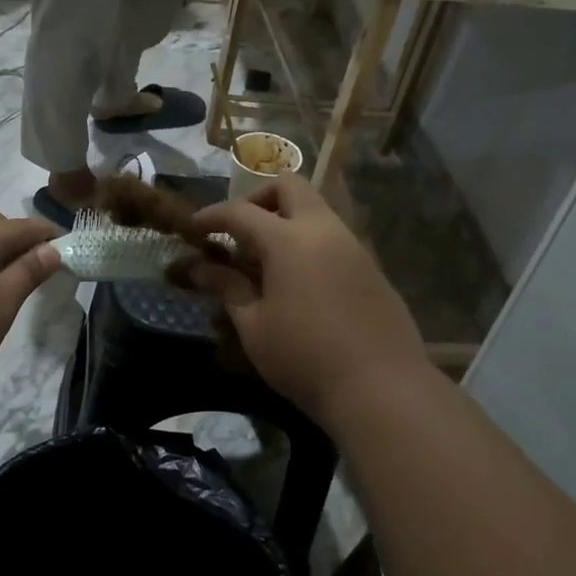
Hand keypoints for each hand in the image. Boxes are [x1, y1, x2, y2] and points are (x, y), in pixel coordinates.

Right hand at [185, 176, 428, 424]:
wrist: (382, 387)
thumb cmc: (304, 357)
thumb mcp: (253, 325)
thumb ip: (226, 287)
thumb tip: (195, 267)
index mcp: (288, 239)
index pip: (240, 212)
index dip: (212, 216)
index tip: (193, 228)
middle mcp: (323, 230)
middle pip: (289, 187)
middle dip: (257, 199)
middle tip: (238, 232)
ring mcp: (353, 246)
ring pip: (315, 210)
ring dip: (285, 221)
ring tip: (264, 263)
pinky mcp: (371, 268)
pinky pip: (333, 237)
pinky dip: (308, 243)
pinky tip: (298, 283)